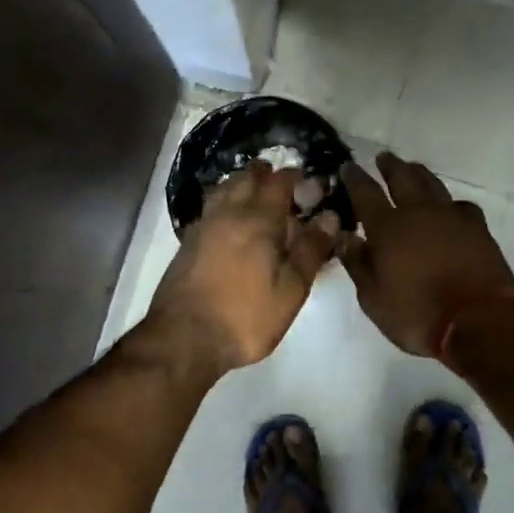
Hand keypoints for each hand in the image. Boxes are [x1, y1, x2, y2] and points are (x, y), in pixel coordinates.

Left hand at [144, 163, 340, 378]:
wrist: (183, 338)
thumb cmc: (245, 316)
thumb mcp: (291, 289)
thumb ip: (311, 249)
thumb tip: (330, 216)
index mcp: (259, 219)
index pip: (280, 182)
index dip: (298, 178)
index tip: (313, 187)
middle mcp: (229, 212)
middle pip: (248, 177)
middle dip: (268, 175)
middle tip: (287, 189)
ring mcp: (204, 225)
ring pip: (225, 189)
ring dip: (244, 184)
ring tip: (259, 198)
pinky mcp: (188, 242)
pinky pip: (211, 207)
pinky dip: (226, 203)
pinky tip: (232, 222)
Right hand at [340, 153, 513, 360]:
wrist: (478, 320)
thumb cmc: (417, 314)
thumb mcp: (373, 299)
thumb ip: (357, 264)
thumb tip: (345, 236)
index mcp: (387, 228)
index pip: (365, 193)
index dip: (355, 177)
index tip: (348, 165)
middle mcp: (418, 213)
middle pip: (402, 178)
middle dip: (390, 166)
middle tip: (383, 157)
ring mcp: (451, 217)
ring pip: (432, 184)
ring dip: (419, 173)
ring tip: (412, 168)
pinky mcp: (477, 228)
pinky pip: (461, 205)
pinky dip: (450, 202)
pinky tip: (450, 207)